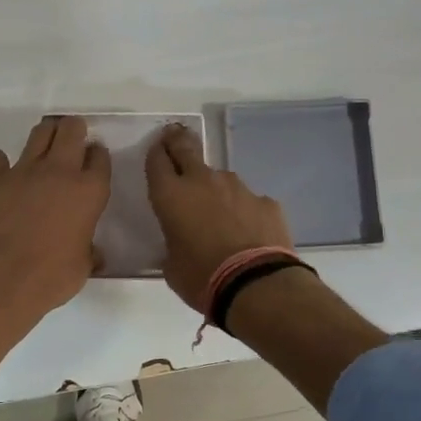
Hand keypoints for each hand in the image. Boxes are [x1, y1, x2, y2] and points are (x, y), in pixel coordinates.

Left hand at [0, 116, 111, 387]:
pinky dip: (1, 163)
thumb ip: (89, 250)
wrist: (1, 280)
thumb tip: (93, 252)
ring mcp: (24, 170)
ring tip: (43, 148)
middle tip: (69, 141)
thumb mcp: (83, 267)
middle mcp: (59, 171)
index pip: (100, 157)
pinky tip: (2, 175)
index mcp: (89, 191)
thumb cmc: (50, 279)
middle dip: (72, 130)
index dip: (96, 156)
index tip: (92, 162)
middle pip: (71, 129)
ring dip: (44, 136)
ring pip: (39, 132)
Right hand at [146, 123, 293, 313]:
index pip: (157, 161)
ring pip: (220, 178)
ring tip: (218, 213)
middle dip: (178, 141)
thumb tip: (182, 241)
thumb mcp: (171, 266)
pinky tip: (247, 232)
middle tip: (174, 135)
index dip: (155, 153)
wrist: (256, 285)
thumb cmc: (201, 278)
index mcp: (171, 195)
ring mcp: (238, 188)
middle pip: (186, 149)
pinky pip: (248, 201)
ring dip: (214, 188)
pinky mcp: (265, 202)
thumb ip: (173, 243)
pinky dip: (243, 210)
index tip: (156, 149)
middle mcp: (202, 181)